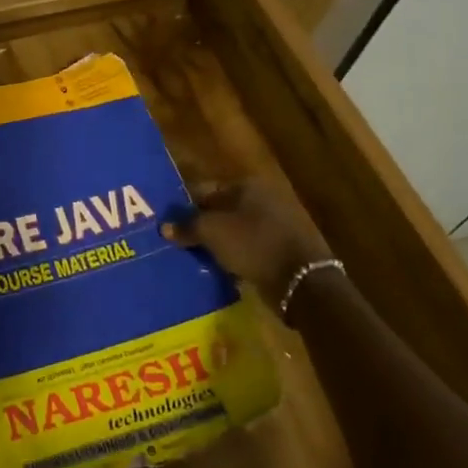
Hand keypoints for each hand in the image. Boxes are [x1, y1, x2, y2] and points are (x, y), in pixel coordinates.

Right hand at [161, 180, 333, 304]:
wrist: (302, 281)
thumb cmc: (253, 244)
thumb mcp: (212, 232)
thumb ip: (187, 226)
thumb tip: (164, 227)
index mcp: (247, 185)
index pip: (205, 189)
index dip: (185, 205)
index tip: (169, 223)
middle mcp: (264, 198)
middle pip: (221, 209)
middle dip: (202, 224)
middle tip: (180, 241)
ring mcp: (277, 223)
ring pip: (236, 229)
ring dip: (218, 241)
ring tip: (197, 256)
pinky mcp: (284, 248)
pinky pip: (250, 247)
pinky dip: (236, 254)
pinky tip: (221, 267)